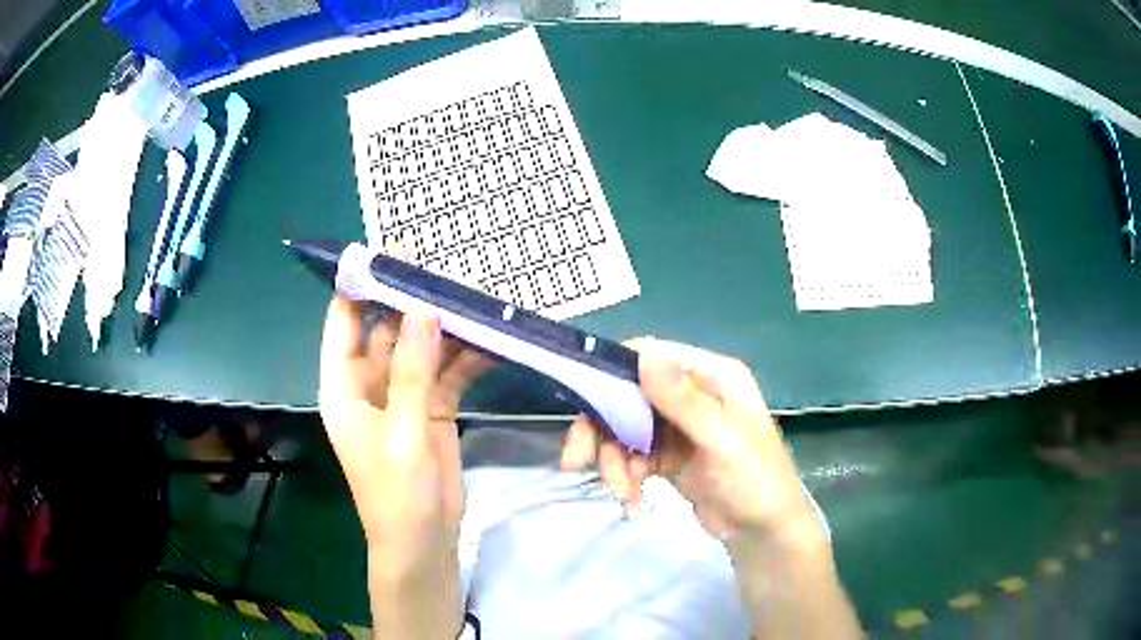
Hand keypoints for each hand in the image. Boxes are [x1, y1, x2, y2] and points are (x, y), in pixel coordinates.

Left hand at [319, 296, 494, 570]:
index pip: (343, 321)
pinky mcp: (432, 407)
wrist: (425, 543)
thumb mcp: (403, 434)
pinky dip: (467, 357)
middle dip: (412, 300)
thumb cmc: (398, 495)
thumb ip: (412, 372)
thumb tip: (423, 309)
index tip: (390, 253)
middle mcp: (369, 383)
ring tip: (477, 298)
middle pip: (387, 327)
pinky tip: (491, 339)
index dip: (361, 286)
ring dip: (445, 326)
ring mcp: (403, 394)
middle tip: (445, 269)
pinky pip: (448, 371)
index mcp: (344, 387)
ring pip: (422, 346)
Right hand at [561, 337, 816, 541]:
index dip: (615, 372)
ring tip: (620, 490)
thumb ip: (683, 400)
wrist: (761, 532)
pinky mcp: (668, 455)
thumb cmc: (754, 480)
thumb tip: (642, 354)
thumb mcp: (722, 439)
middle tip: (576, 460)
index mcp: (711, 376)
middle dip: (603, 429)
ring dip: (613, 459)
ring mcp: (678, 426)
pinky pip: (632, 455)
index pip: (653, 356)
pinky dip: (624, 474)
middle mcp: (692, 394)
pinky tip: (630, 496)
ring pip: (624, 428)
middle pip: (629, 394)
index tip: (586, 401)